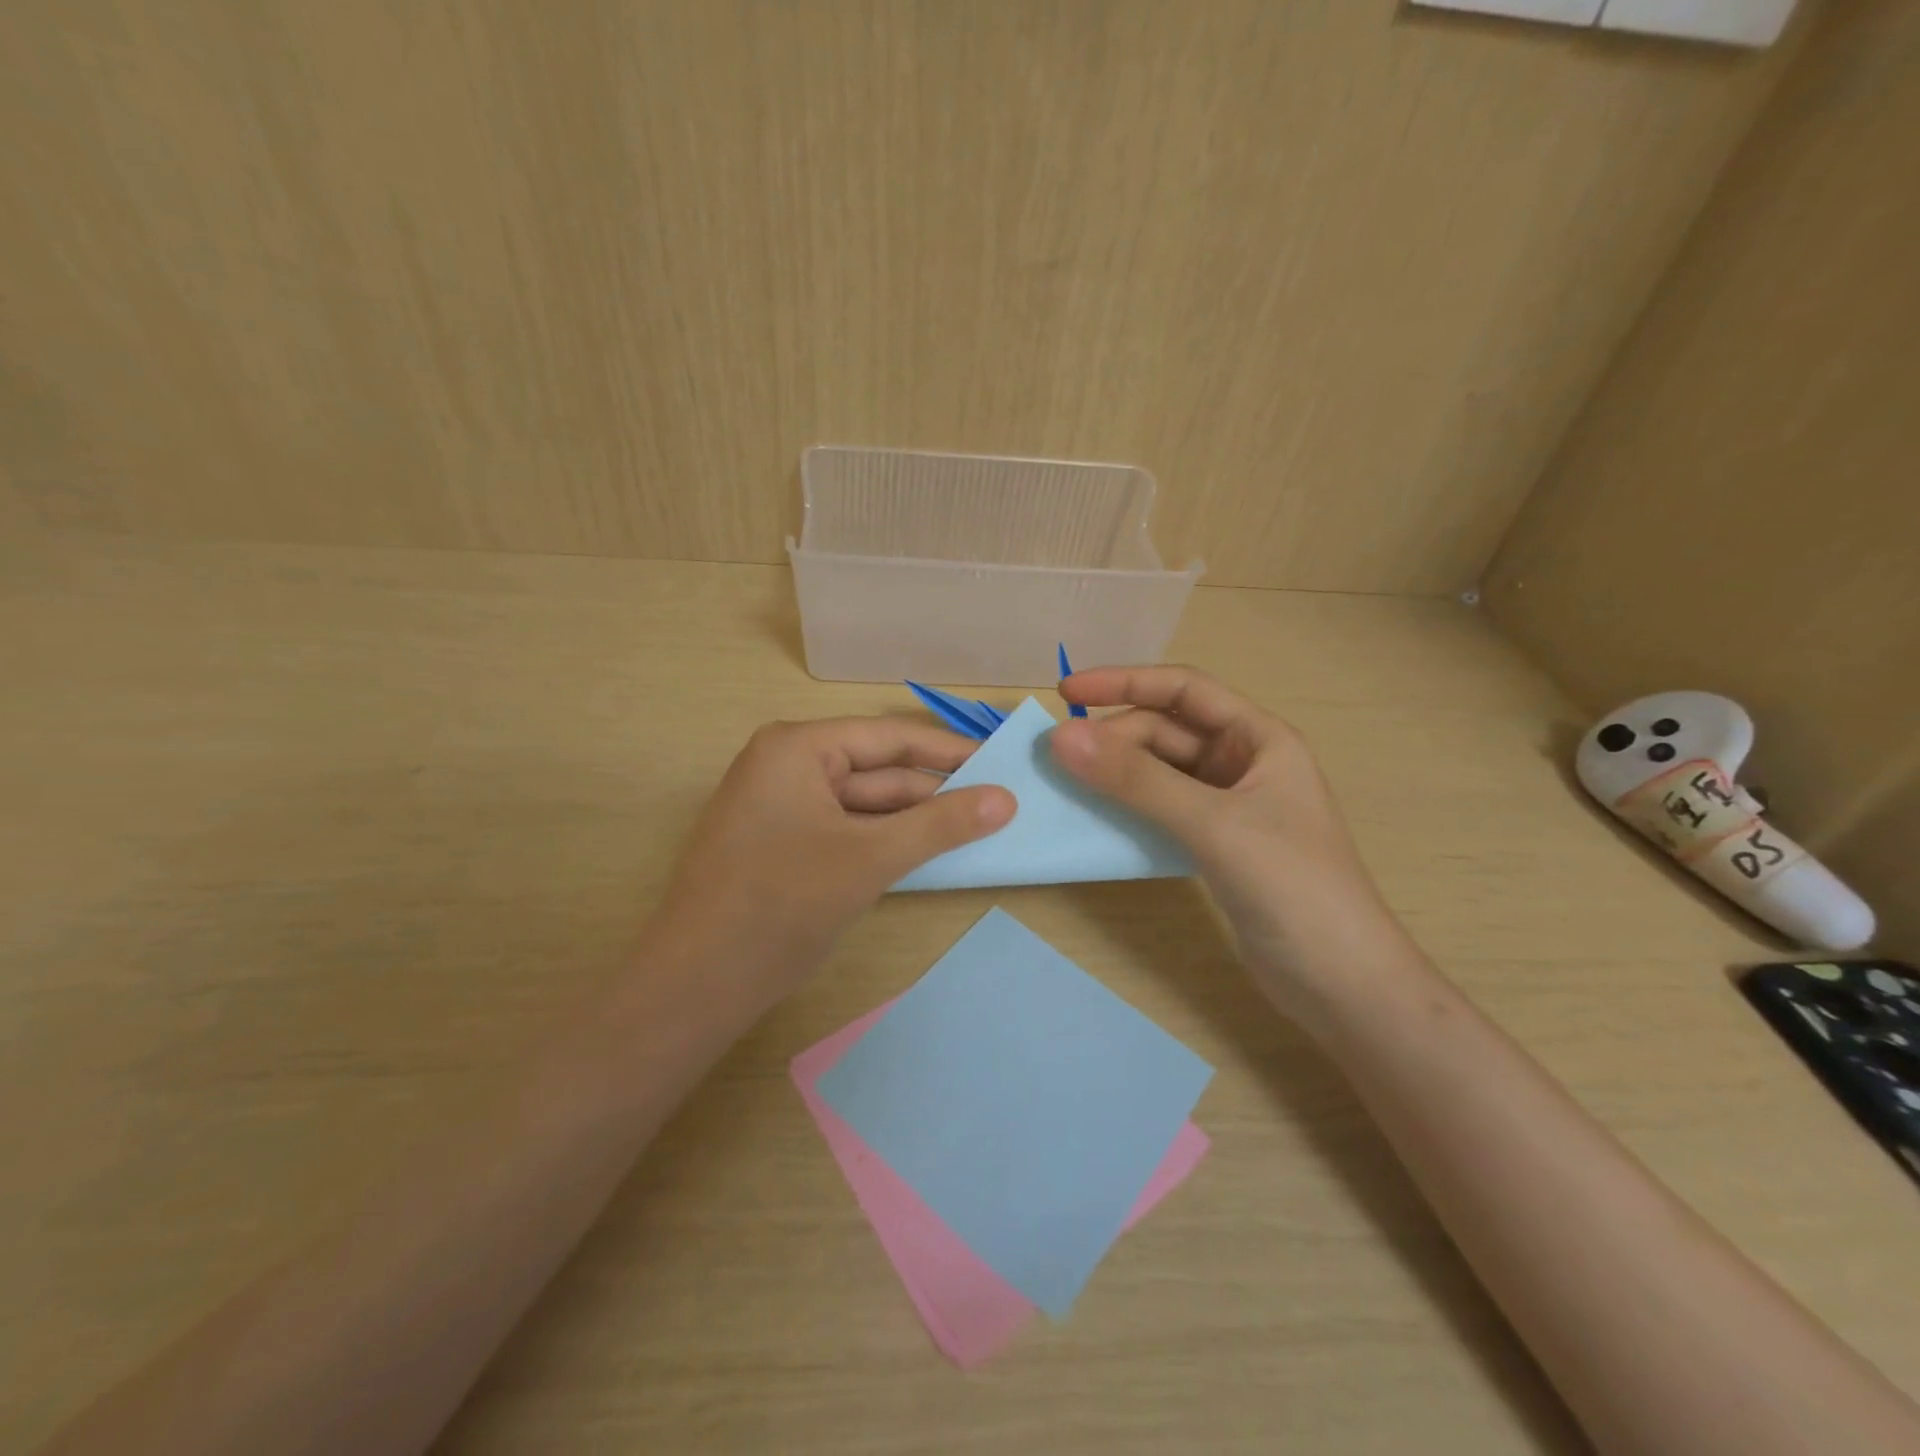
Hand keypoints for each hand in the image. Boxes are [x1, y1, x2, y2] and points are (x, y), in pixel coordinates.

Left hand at [649, 716, 1015, 1008]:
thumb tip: (1006, 799)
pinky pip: (845, 830)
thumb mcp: (870, 859)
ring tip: (976, 829)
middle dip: (933, 792)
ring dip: (913, 821)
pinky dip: (884, 841)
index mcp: (797, 748)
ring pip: (863, 804)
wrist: (697, 986)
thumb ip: (940, 825)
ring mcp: (781, 806)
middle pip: (877, 771)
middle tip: (998, 805)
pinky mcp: (782, 843)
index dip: (948, 752)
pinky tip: (926, 852)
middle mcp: (786, 765)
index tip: (1001, 763)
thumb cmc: (782, 906)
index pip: (889, 737)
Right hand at [1051, 666, 1420, 1021]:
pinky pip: (1160, 809)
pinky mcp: (1214, 844)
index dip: (1123, 682)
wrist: (1341, 983)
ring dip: (1116, 772)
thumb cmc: (1292, 886)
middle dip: (1113, 737)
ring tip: (1067, 782)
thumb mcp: (1212, 824)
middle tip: (1058, 758)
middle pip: (1165, 731)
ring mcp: (1228, 806)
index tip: (1066, 690)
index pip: (1183, 690)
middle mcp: (1243, 762)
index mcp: (1259, 738)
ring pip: (1159, 772)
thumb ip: (1137, 780)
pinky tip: (1097, 818)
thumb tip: (1061, 737)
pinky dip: (1127, 807)